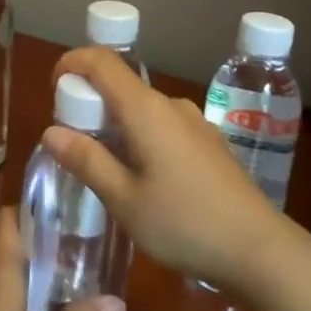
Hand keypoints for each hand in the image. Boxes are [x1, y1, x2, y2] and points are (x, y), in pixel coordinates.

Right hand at [45, 48, 282, 291]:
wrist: (259, 249)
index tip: (54, 87)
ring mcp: (195, 123)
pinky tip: (143, 178)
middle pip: (122, 85)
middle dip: (90, 103)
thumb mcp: (125, 199)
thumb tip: (51, 131)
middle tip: (72, 144)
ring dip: (116, 124)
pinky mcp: (209, 143)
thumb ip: (87, 161)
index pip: (103, 61)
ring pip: (143, 109)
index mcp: (147, 110)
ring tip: (105, 168)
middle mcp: (172, 105)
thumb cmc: (184, 224)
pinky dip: (141, 137)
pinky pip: (164, 126)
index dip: (73, 63)